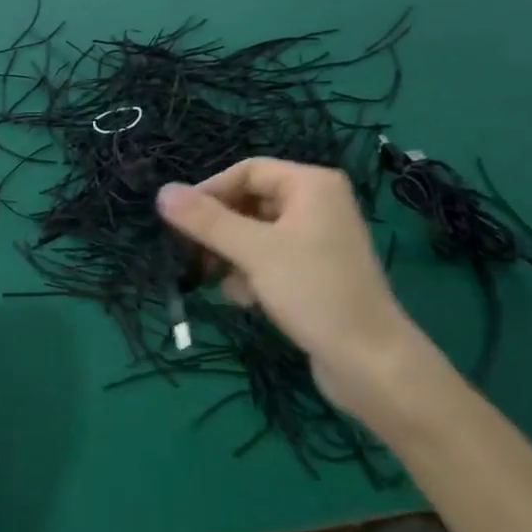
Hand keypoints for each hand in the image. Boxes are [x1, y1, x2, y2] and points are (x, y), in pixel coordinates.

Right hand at [156, 160, 432, 420]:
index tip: (179, 222)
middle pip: (249, 203)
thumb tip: (162, 191)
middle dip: (219, 230)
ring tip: (219, 284)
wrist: (369, 361)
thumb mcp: (254, 252)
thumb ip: (206, 221)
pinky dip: (251, 275)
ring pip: (254, 235)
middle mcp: (316, 204)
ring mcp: (316, 240)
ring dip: (231, 257)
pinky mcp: (313, 273)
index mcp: (311, 185)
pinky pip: (269, 260)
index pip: (247, 171)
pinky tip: (246, 301)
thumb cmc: (313, 292)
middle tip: (191, 255)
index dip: (210, 192)